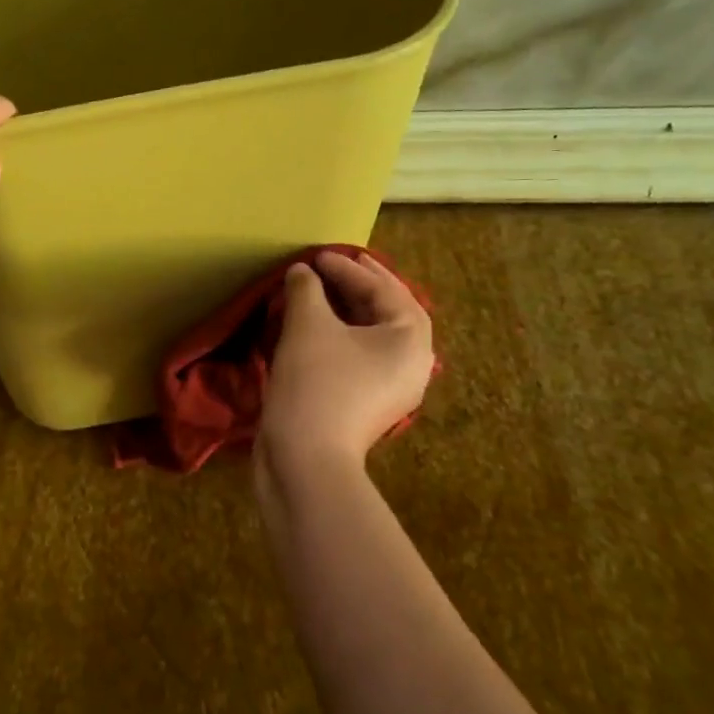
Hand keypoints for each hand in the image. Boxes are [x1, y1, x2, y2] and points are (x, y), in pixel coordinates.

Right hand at [259, 251, 433, 467]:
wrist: (306, 458)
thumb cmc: (316, 383)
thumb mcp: (308, 325)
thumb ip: (306, 289)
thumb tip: (302, 272)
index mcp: (410, 339)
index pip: (382, 289)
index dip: (347, 267)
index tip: (316, 255)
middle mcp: (412, 363)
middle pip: (385, 312)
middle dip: (355, 286)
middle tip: (326, 266)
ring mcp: (391, 388)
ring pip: (371, 337)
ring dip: (344, 312)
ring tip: (317, 294)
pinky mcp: (367, 404)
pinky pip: (358, 358)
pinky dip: (338, 337)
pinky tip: (313, 330)